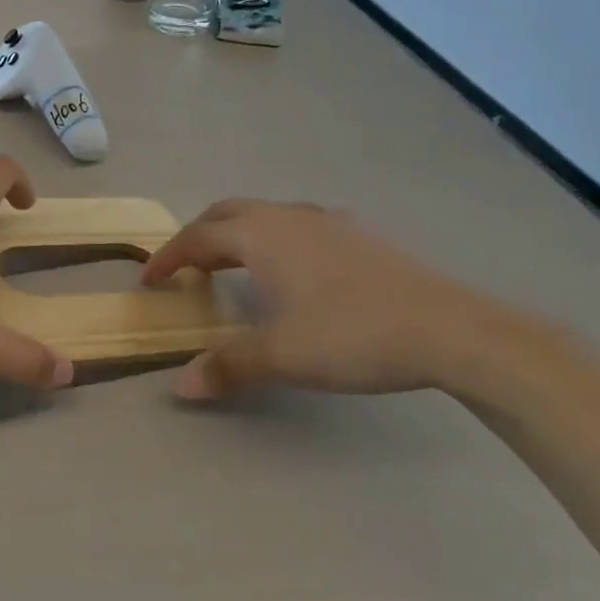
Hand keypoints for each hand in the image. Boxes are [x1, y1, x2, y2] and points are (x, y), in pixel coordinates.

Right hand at [140, 199, 517, 399]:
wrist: (450, 329)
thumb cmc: (351, 334)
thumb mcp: (281, 355)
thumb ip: (227, 366)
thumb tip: (179, 387)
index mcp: (261, 235)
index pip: (197, 237)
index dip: (168, 257)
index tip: (149, 280)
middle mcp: (289, 217)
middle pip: (228, 213)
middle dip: (199, 236)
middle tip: (185, 267)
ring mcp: (329, 222)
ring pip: (266, 216)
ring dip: (238, 235)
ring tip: (233, 267)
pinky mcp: (361, 236)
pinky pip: (298, 226)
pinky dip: (275, 241)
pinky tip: (294, 272)